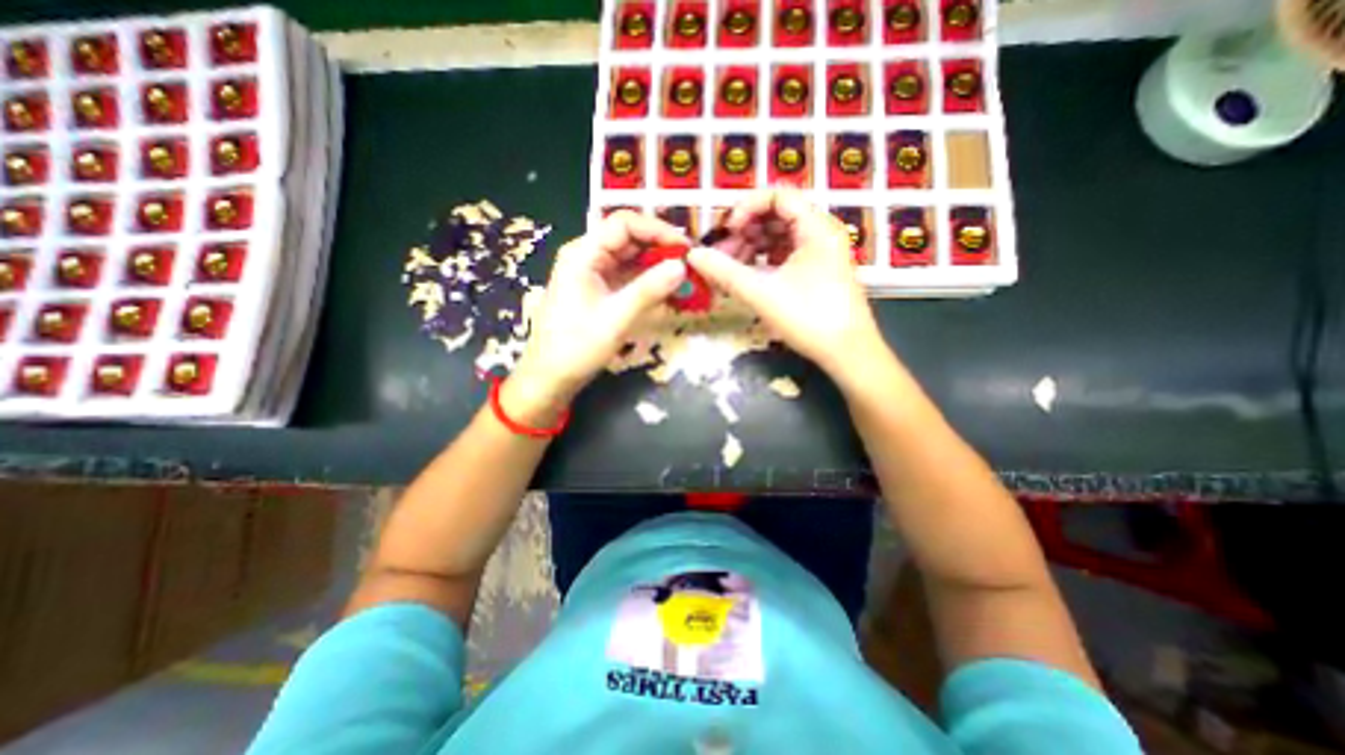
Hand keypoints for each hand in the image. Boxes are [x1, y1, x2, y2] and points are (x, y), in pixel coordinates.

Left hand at [508, 212, 686, 421]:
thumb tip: (682, 266)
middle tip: (690, 263)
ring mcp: (592, 273)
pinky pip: (627, 277)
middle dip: (660, 248)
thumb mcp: (616, 318)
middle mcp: (587, 256)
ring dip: (657, 265)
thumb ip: (649, 289)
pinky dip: (647, 281)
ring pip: (630, 259)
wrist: (551, 377)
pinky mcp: (598, 290)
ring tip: (684, 277)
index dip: (657, 230)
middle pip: (628, 239)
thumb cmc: (577, 346)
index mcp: (583, 253)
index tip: (685, 247)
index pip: (624, 224)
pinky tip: (667, 291)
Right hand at [687, 187, 889, 378]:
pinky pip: (785, 254)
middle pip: (777, 216)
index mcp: (816, 227)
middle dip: (745, 231)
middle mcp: (821, 232)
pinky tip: (747, 276)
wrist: (847, 353)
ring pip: (779, 236)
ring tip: (729, 268)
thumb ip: (725, 272)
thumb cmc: (809, 319)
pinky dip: (764, 261)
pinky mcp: (817, 271)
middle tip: (721, 254)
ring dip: (752, 247)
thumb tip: (693, 255)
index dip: (747, 207)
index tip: (727, 231)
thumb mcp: (762, 293)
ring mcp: (820, 253)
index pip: (778, 196)